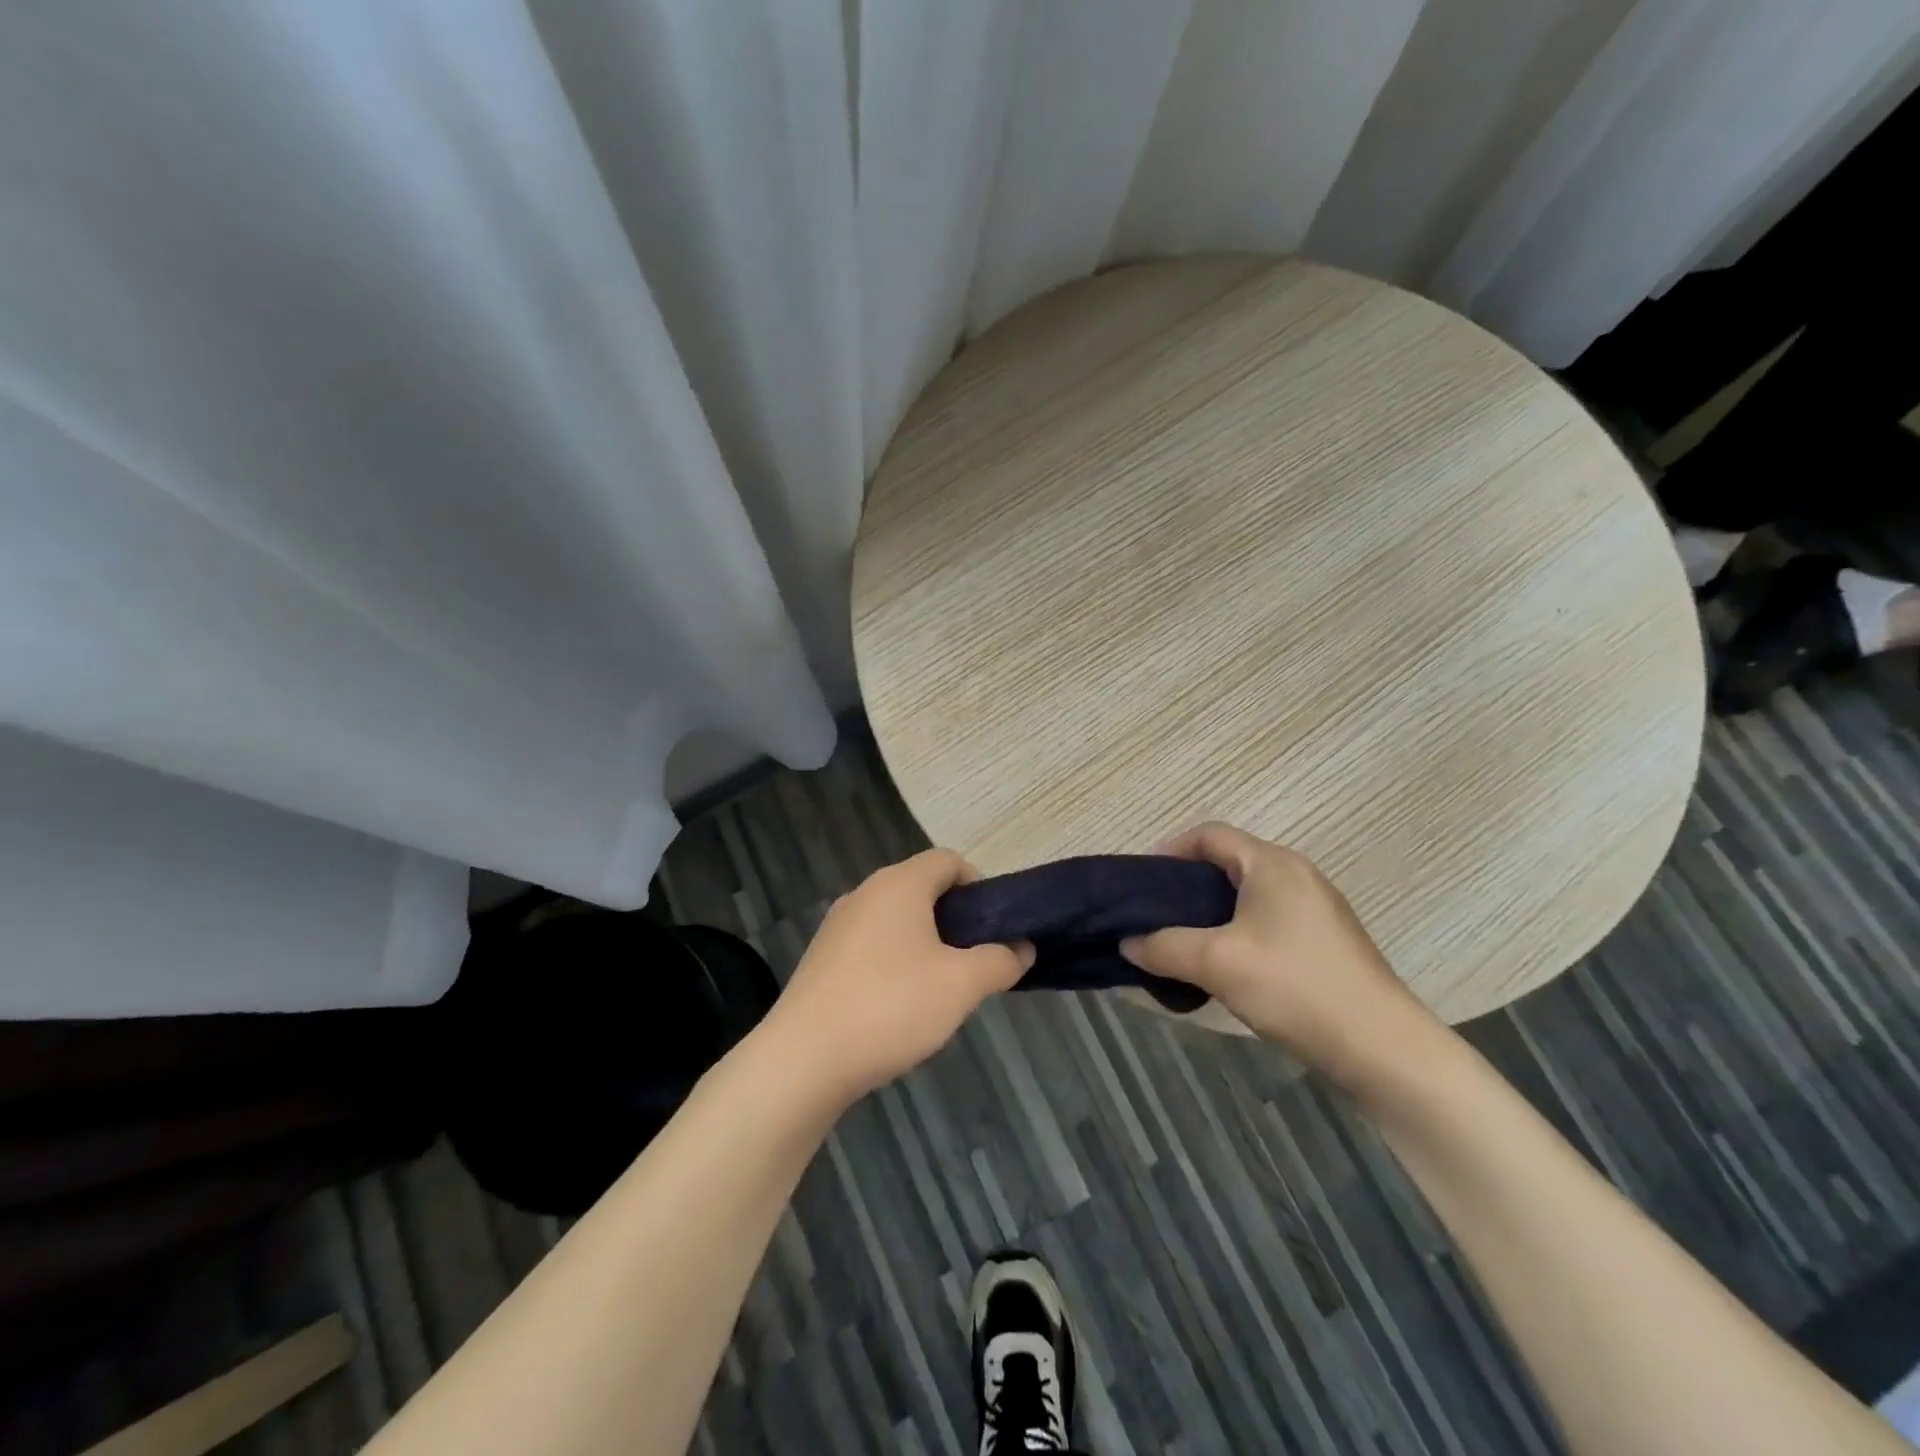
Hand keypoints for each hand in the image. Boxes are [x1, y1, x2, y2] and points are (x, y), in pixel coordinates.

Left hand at [767, 849, 1032, 1102]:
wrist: (803, 1059)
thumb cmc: (891, 1007)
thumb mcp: (961, 985)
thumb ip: (1000, 961)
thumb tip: (1023, 947)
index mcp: (899, 884)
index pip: (949, 860)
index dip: (979, 886)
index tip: (993, 928)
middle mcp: (865, 892)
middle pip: (922, 888)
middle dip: (955, 920)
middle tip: (972, 962)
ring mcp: (838, 924)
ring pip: (896, 918)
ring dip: (925, 942)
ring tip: (938, 988)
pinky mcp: (822, 957)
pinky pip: (871, 944)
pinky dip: (893, 961)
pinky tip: (897, 1006)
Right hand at [1121, 823, 1436, 1085]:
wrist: (1383, 1049)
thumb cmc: (1294, 987)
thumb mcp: (1216, 962)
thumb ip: (1163, 946)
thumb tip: (1127, 943)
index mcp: (1272, 864)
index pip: (1209, 834)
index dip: (1169, 850)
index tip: (1142, 883)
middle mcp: (1297, 874)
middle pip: (1228, 863)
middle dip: (1186, 886)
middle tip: (1155, 916)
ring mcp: (1317, 909)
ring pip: (1248, 896)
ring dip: (1210, 913)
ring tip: (1182, 943)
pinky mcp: (1327, 941)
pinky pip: (1268, 920)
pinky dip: (1237, 931)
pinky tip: (1224, 967)